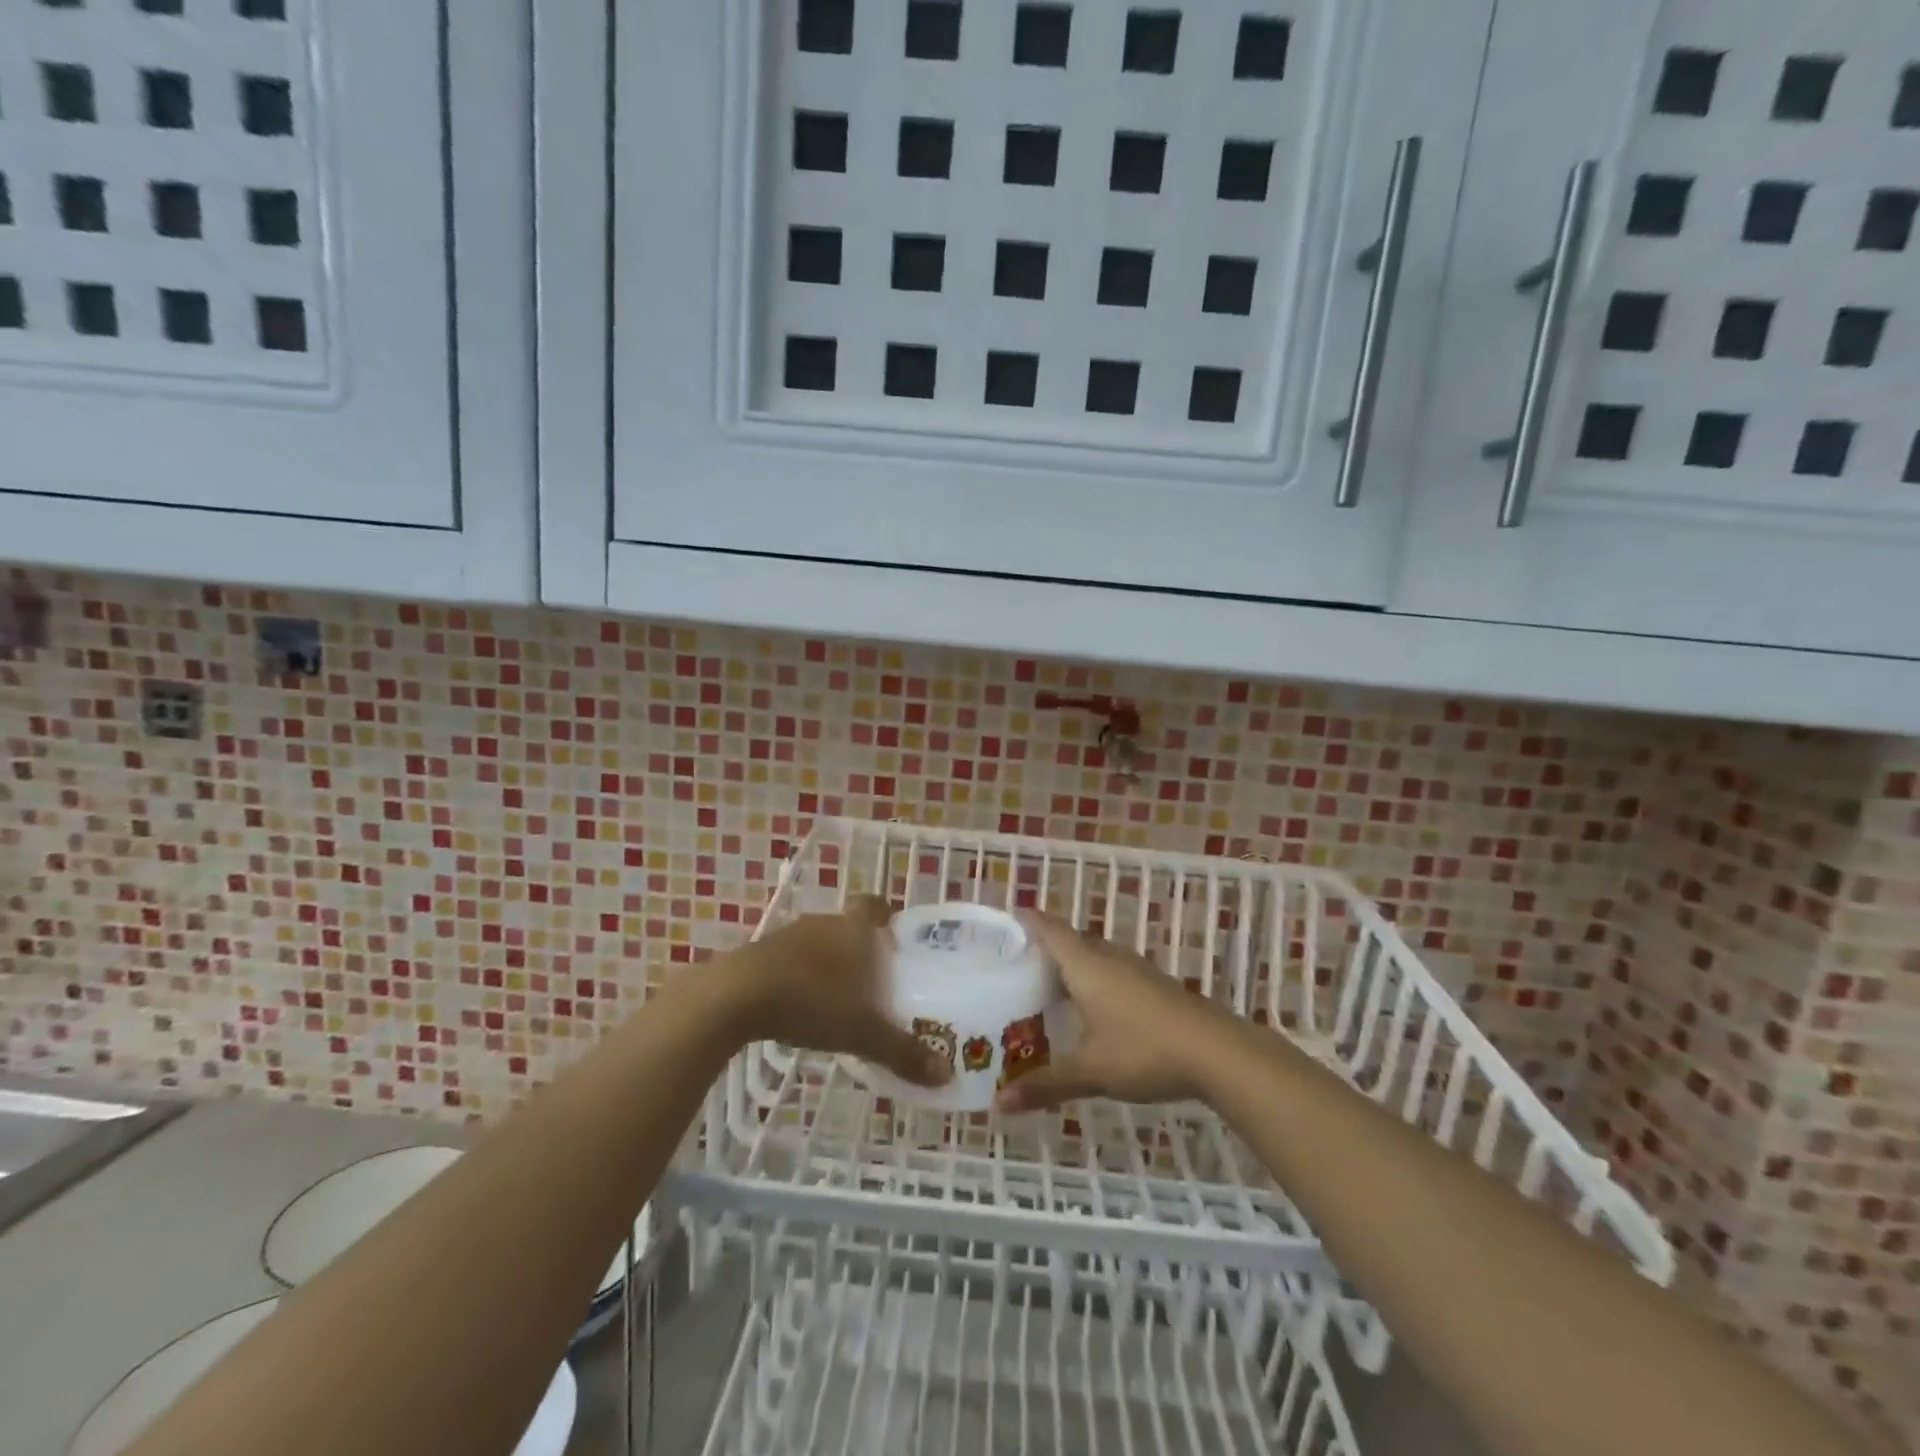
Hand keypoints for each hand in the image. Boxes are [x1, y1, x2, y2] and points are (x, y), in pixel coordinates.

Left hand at [725, 896, 951, 1087]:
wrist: (736, 996)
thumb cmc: (811, 1001)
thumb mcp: (862, 1033)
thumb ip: (903, 1052)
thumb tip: (947, 1075)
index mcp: (854, 929)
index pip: (873, 905)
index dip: (885, 915)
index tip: (893, 934)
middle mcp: (823, 924)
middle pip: (847, 926)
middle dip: (861, 948)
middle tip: (876, 980)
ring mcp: (788, 936)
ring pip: (818, 943)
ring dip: (829, 963)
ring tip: (840, 998)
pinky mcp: (759, 954)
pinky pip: (790, 960)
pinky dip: (800, 976)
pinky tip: (801, 1006)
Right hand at [994, 912, 1226, 1113]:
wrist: (1217, 1052)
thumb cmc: (1145, 1051)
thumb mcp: (1091, 1071)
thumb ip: (1045, 1085)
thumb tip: (999, 1104)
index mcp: (1086, 965)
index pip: (1049, 929)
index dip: (1026, 922)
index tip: (1003, 923)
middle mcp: (1108, 958)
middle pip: (1070, 940)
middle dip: (1044, 947)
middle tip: (1014, 964)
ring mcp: (1135, 969)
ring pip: (1093, 956)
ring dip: (1071, 964)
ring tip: (1046, 986)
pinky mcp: (1153, 985)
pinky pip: (1111, 971)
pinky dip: (1092, 980)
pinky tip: (1090, 1009)